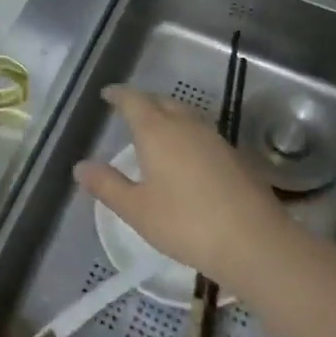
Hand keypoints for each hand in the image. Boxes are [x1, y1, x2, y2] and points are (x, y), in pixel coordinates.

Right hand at [73, 86, 291, 295]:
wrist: (255, 242)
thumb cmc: (186, 223)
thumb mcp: (137, 209)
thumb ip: (107, 185)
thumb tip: (80, 167)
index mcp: (157, 131)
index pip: (133, 100)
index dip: (119, 95)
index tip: (107, 94)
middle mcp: (186, 125)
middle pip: (161, 102)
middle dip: (143, 102)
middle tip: (129, 111)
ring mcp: (214, 139)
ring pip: (185, 115)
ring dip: (167, 116)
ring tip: (155, 130)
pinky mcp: (234, 156)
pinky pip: (201, 133)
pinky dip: (186, 134)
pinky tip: (186, 156)